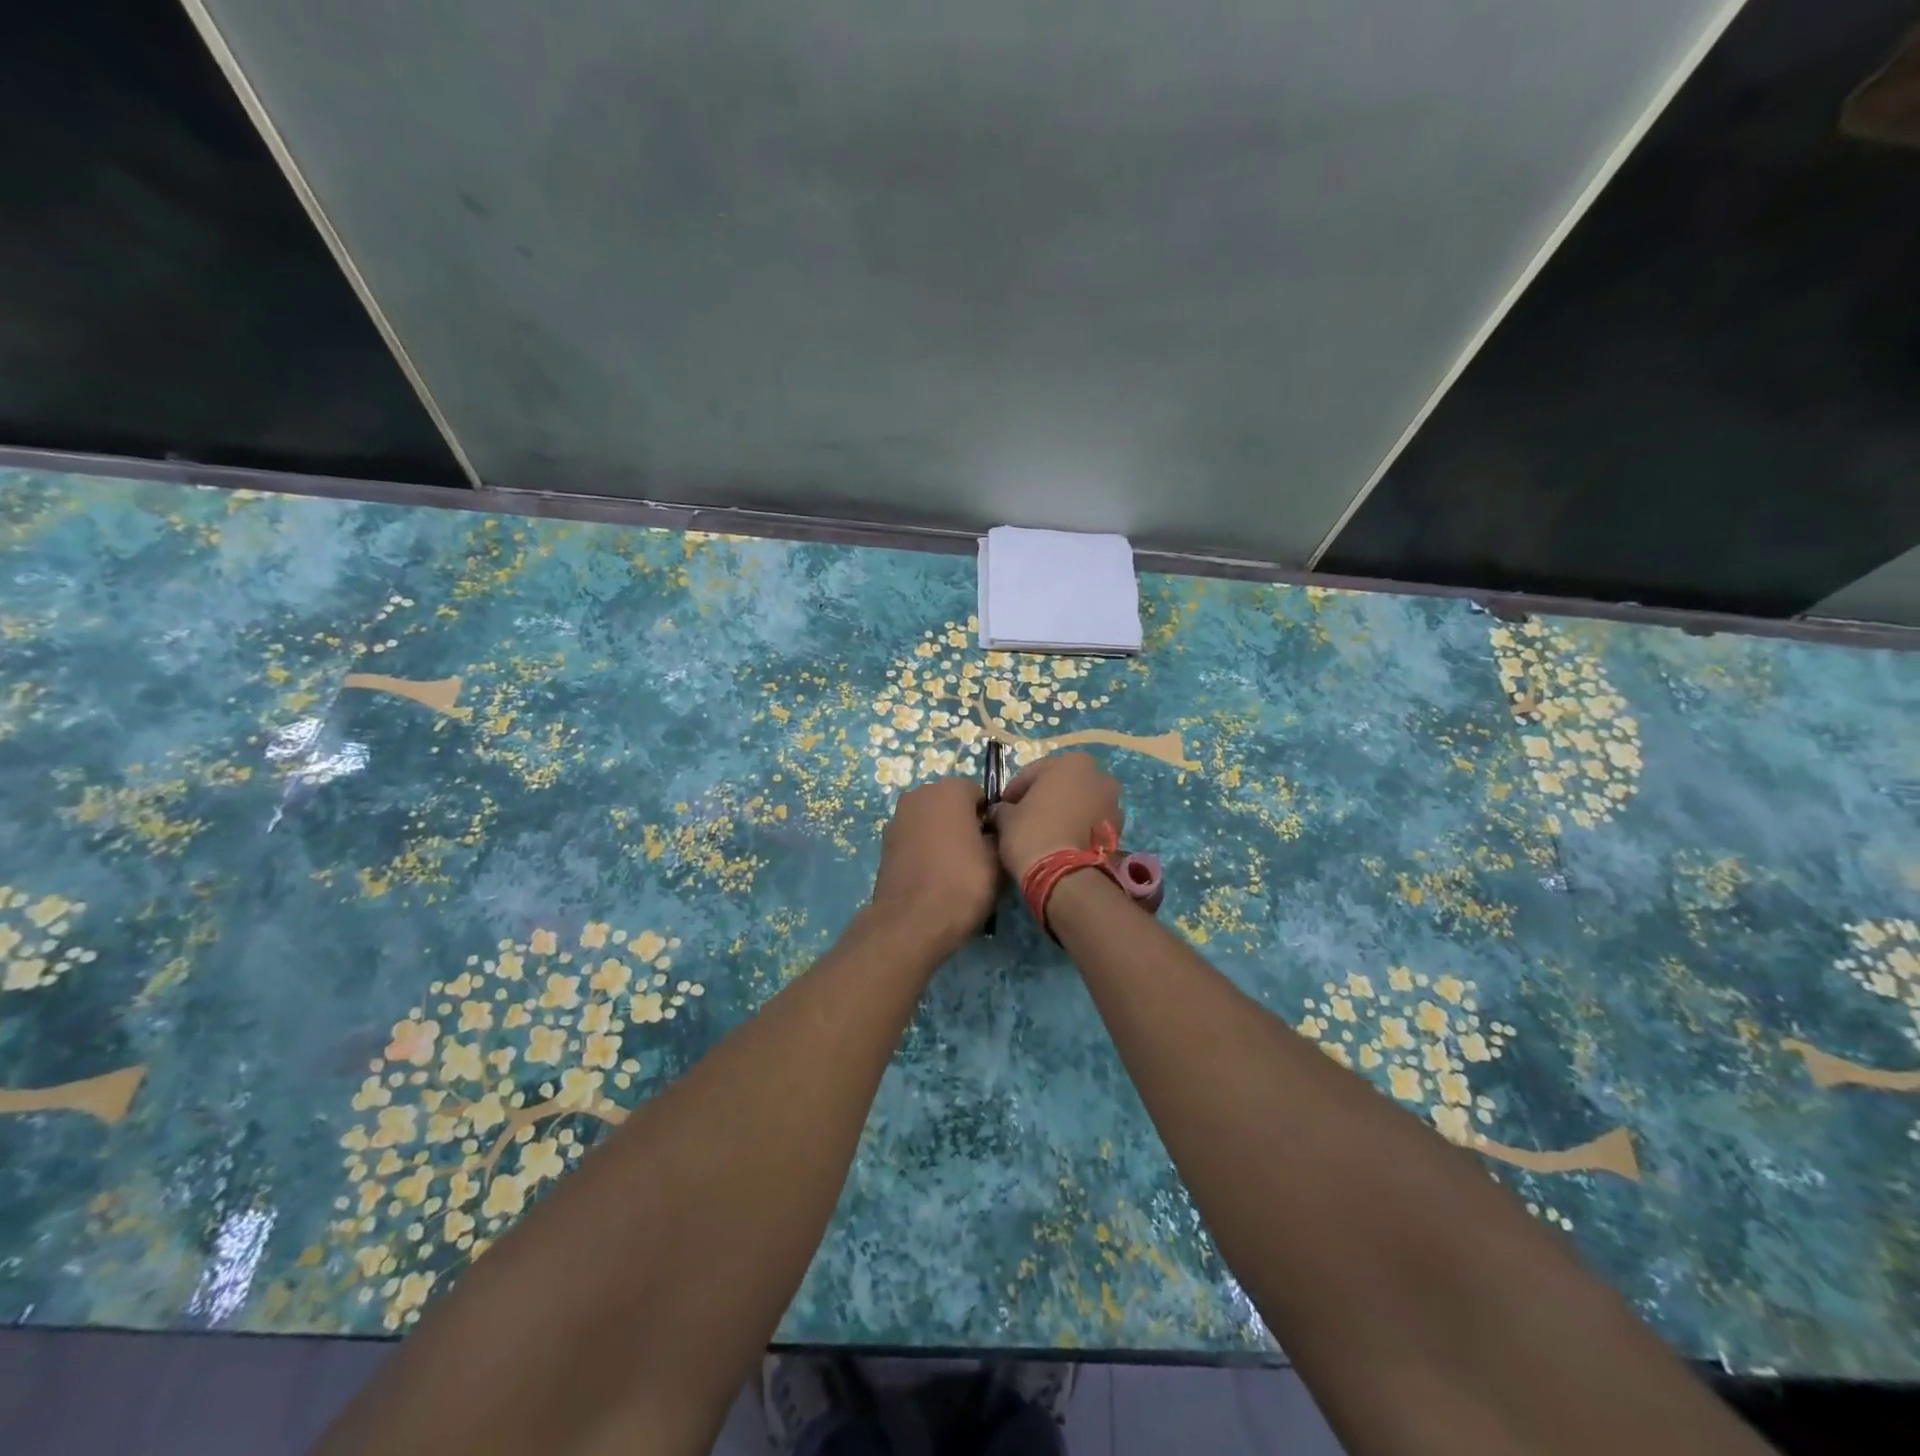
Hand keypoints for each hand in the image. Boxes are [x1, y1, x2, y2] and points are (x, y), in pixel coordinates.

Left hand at [869, 777, 1000, 952]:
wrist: (911, 922)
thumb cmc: (963, 883)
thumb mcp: (998, 859)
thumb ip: (999, 835)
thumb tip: (992, 833)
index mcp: (950, 789)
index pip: (979, 794)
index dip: (990, 818)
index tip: (995, 843)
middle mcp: (919, 794)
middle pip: (951, 804)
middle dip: (964, 823)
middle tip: (978, 856)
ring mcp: (898, 818)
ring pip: (931, 821)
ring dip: (942, 836)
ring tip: (955, 870)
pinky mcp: (885, 843)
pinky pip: (914, 838)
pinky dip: (924, 850)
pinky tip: (933, 876)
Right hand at [991, 751, 1123, 881]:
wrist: (1066, 876)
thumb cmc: (1032, 834)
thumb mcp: (1006, 817)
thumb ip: (1004, 807)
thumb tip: (1002, 811)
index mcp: (1072, 763)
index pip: (1034, 772)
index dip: (1015, 790)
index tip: (1004, 807)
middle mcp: (1099, 776)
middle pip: (1062, 784)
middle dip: (1045, 797)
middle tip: (1025, 817)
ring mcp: (1113, 803)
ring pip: (1080, 803)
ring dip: (1065, 812)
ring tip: (1046, 833)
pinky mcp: (1119, 830)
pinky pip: (1092, 822)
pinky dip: (1078, 827)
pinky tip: (1062, 842)